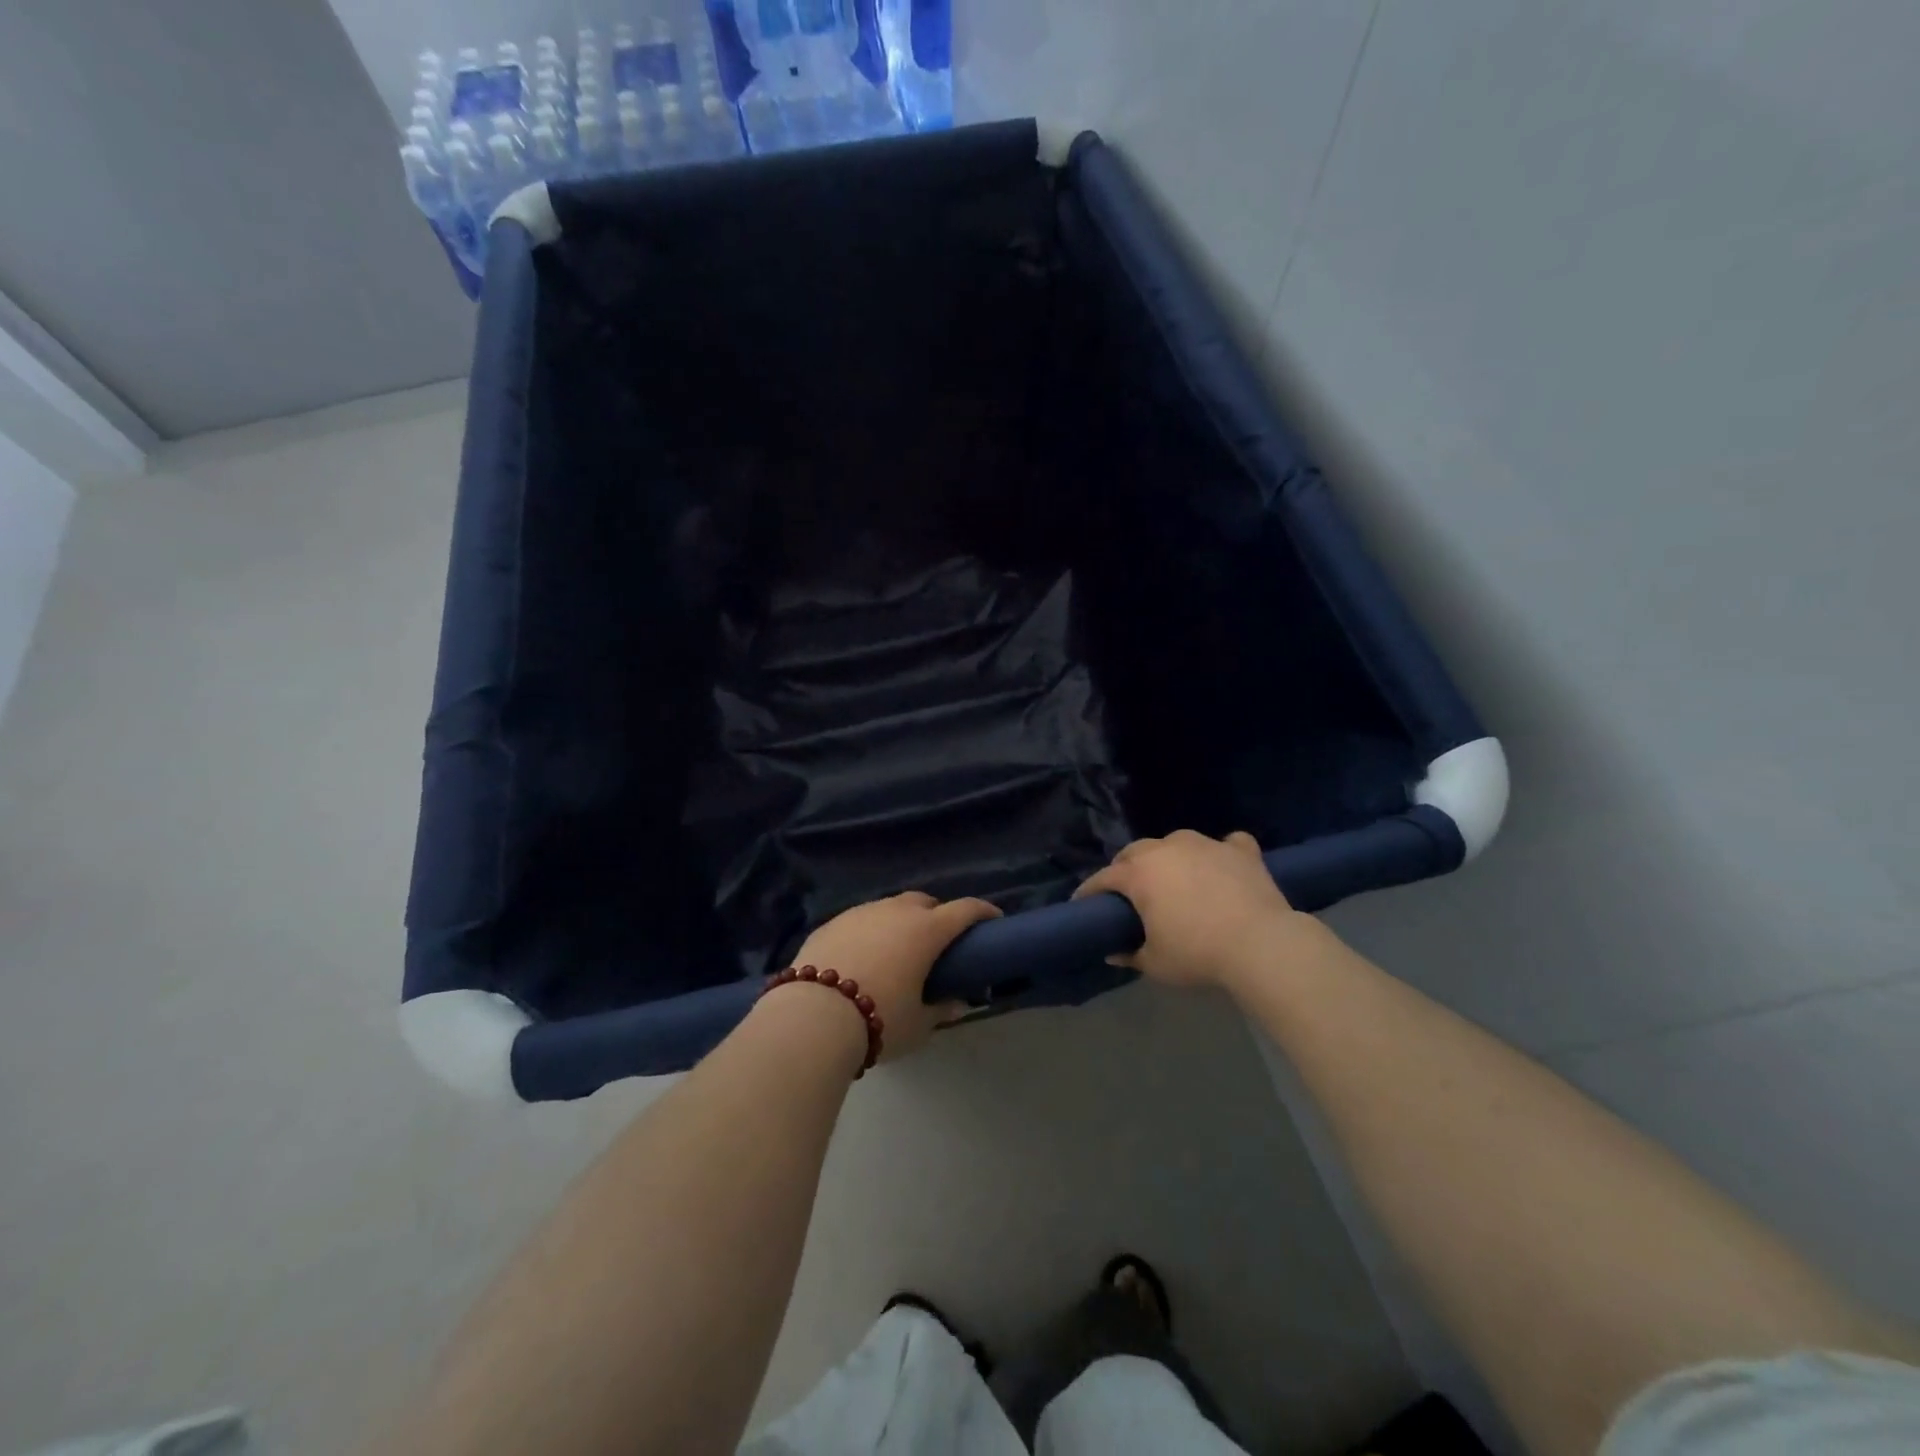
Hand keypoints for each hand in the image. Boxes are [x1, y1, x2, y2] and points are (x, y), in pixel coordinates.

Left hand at [791, 892, 1001, 1061]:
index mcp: (926, 930)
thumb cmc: (879, 1019)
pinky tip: (863, 956)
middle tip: (939, 941)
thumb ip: (941, 1010)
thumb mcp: (918, 1024)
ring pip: (890, 908)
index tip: (994, 919)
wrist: (812, 1015)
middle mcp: (896, 912)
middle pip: (925, 902)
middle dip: (937, 915)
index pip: (965, 910)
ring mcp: (861, 913)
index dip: (983, 912)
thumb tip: (957, 1004)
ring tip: (898, 949)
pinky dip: (870, 931)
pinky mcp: (831, 923)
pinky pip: (860, 920)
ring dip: (900, 921)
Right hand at [1074, 830, 1318, 990]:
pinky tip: (1223, 865)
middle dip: (1126, 867)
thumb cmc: (1198, 953)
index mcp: (1140, 873)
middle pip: (1136, 851)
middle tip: (1130, 892)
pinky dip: (1221, 853)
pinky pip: (1226, 844)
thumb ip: (1130, 954)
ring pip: (1176, 842)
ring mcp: (1206, 844)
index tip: (1083, 902)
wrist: (1261, 944)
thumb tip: (1114, 952)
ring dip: (1169, 856)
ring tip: (1175, 877)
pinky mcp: (1240, 851)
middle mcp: (1167, 849)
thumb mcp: (1155, 963)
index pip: (1104, 877)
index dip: (1090, 890)